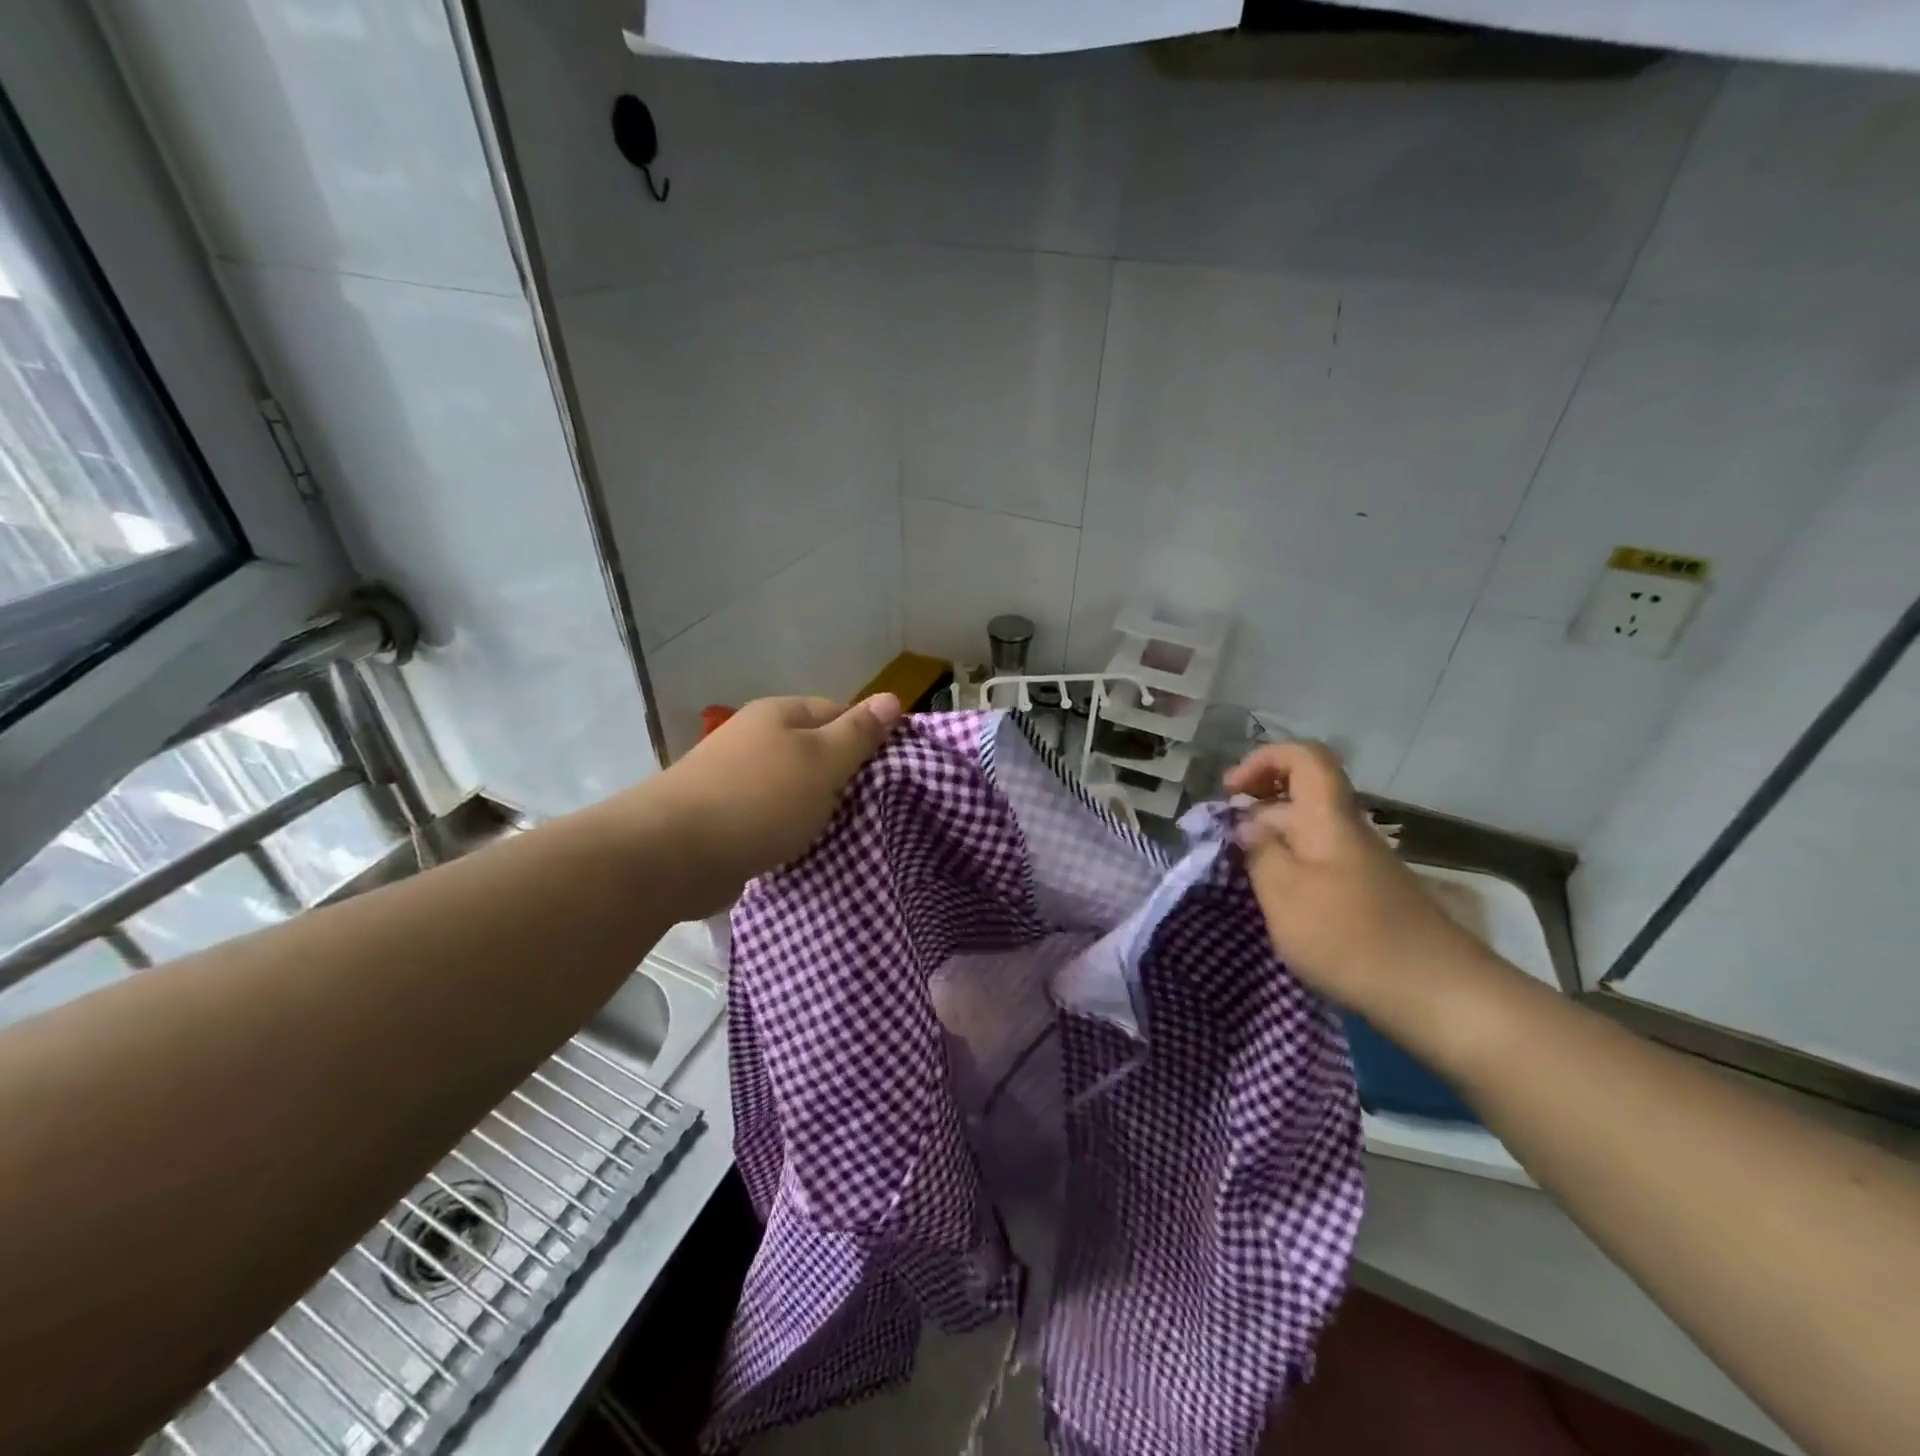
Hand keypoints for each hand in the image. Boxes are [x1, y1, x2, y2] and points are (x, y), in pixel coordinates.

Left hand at [646, 694, 902, 915]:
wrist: (674, 854)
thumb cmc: (760, 800)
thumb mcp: (822, 762)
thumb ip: (858, 733)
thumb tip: (892, 697)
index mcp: (779, 714)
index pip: (839, 712)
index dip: (867, 738)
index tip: (890, 773)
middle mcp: (755, 737)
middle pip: (815, 750)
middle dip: (842, 777)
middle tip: (872, 807)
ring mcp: (735, 776)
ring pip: (793, 786)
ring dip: (816, 807)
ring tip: (843, 832)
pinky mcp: (724, 815)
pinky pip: (771, 815)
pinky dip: (789, 829)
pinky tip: (803, 848)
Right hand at [1225, 742, 1495, 1018]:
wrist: (1438, 995)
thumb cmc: (1349, 936)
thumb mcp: (1284, 893)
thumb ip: (1259, 852)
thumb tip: (1247, 824)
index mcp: (1328, 818)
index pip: (1304, 757)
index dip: (1263, 760)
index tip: (1231, 791)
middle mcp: (1348, 831)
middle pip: (1302, 794)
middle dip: (1258, 806)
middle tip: (1225, 840)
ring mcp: (1363, 864)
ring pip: (1310, 832)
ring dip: (1272, 842)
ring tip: (1242, 876)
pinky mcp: (1369, 896)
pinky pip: (1321, 863)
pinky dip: (1291, 870)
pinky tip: (1277, 904)